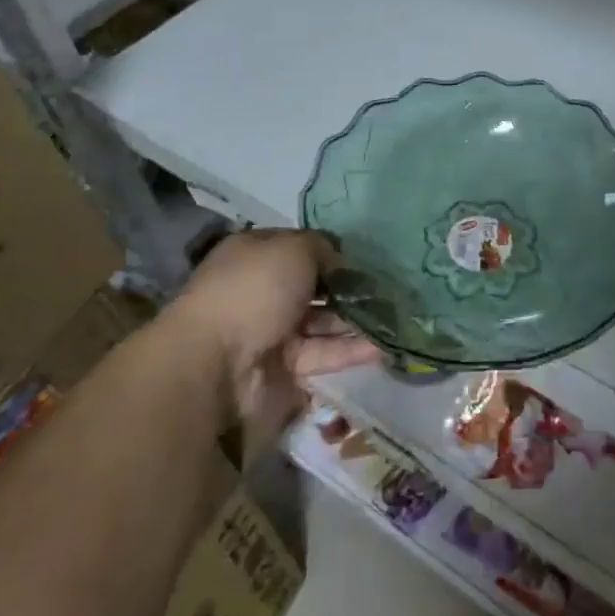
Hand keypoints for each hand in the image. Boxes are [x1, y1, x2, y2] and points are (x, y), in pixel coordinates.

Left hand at [167, 229, 380, 433]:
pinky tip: (385, 345)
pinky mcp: (284, 368)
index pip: (299, 247)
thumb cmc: (254, 290)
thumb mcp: (294, 248)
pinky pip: (324, 354)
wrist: (217, 364)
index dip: (331, 249)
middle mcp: (262, 290)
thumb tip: (341, 260)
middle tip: (389, 286)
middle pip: (314, 286)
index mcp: (255, 255)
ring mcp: (272, 331)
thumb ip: (324, 247)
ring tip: (397, 315)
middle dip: (349, 286)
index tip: (366, 255)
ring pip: (322, 321)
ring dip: (356, 319)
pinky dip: (352, 350)